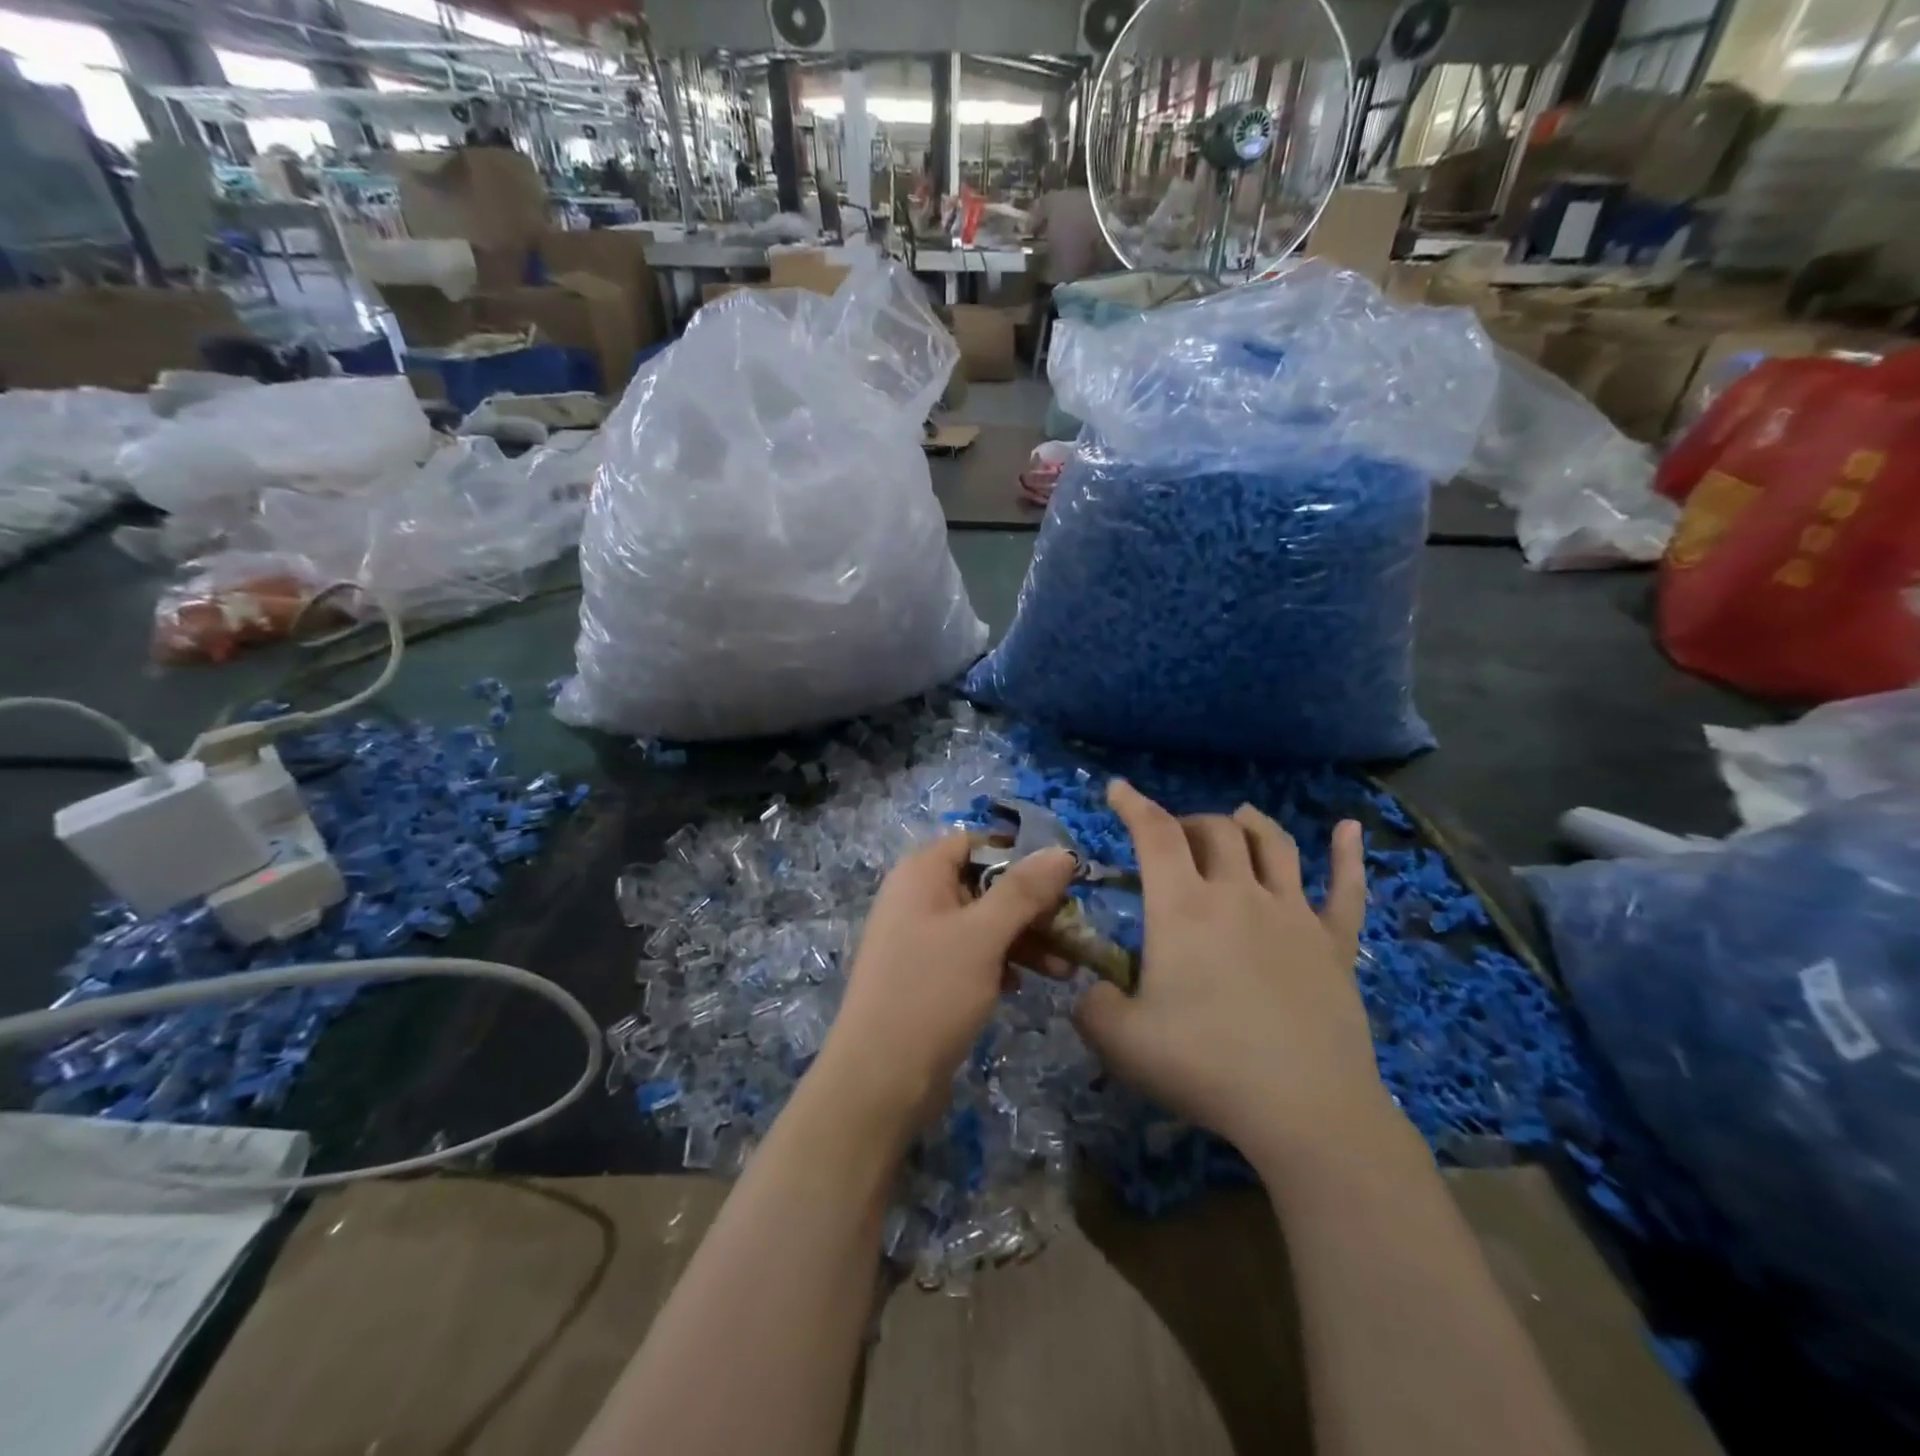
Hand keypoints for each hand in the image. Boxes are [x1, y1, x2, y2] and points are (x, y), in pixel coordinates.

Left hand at [817, 834, 1078, 1137]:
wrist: (879, 1078)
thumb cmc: (931, 991)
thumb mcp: (983, 936)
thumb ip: (1023, 891)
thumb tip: (1062, 852)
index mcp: (921, 873)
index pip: (975, 843)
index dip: (1018, 856)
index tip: (1061, 879)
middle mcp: (917, 897)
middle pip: (983, 883)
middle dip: (1030, 906)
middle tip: (1072, 929)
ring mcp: (919, 938)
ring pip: (982, 923)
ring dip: (1023, 939)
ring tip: (1065, 970)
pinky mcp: (926, 975)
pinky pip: (971, 954)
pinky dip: (1000, 962)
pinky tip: (1023, 986)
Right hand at [1074, 781, 1397, 1166]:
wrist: (1304, 1109)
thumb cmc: (1205, 1066)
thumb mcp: (1120, 1041)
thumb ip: (1092, 1007)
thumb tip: (1091, 992)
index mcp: (1184, 907)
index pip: (1155, 834)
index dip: (1133, 804)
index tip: (1118, 788)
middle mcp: (1239, 894)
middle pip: (1215, 831)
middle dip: (1188, 822)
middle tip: (1173, 839)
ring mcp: (1293, 914)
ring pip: (1273, 845)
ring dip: (1250, 824)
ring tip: (1237, 817)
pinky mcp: (1334, 944)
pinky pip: (1346, 889)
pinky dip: (1347, 855)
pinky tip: (1349, 828)